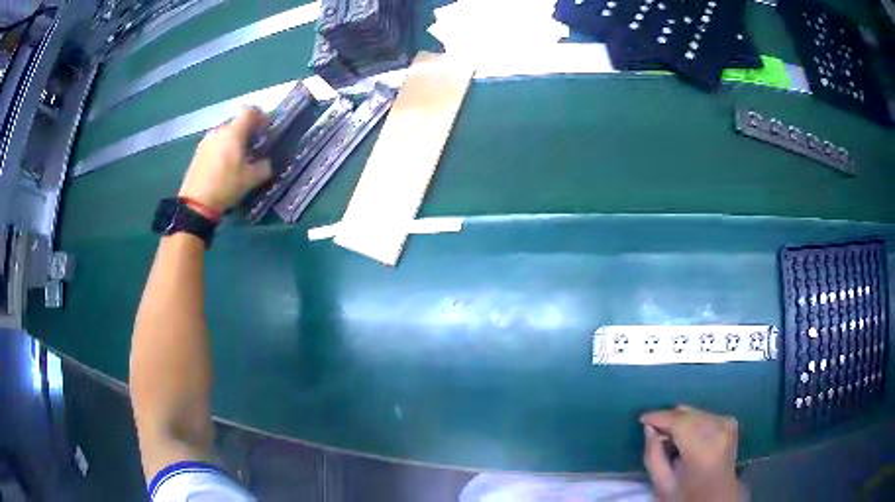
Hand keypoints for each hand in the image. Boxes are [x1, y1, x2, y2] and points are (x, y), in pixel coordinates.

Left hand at [179, 107, 272, 212]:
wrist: (196, 203)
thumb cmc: (226, 185)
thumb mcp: (251, 179)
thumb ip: (264, 166)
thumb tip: (267, 162)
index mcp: (233, 132)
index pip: (250, 111)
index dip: (261, 117)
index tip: (266, 129)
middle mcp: (219, 131)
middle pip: (237, 123)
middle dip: (247, 131)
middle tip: (253, 146)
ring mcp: (206, 140)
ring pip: (225, 133)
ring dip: (233, 140)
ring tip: (238, 158)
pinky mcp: (198, 152)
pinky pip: (215, 143)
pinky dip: (222, 148)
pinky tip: (224, 165)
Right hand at [640, 406, 740, 501]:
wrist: (718, 498)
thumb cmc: (687, 496)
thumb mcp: (663, 484)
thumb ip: (653, 455)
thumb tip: (649, 428)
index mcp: (703, 449)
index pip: (679, 422)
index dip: (658, 417)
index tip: (642, 419)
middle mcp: (719, 430)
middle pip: (687, 414)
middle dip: (668, 419)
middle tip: (652, 431)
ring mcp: (727, 424)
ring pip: (695, 411)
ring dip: (679, 420)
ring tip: (667, 437)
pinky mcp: (730, 423)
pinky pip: (704, 414)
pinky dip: (691, 421)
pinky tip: (684, 436)